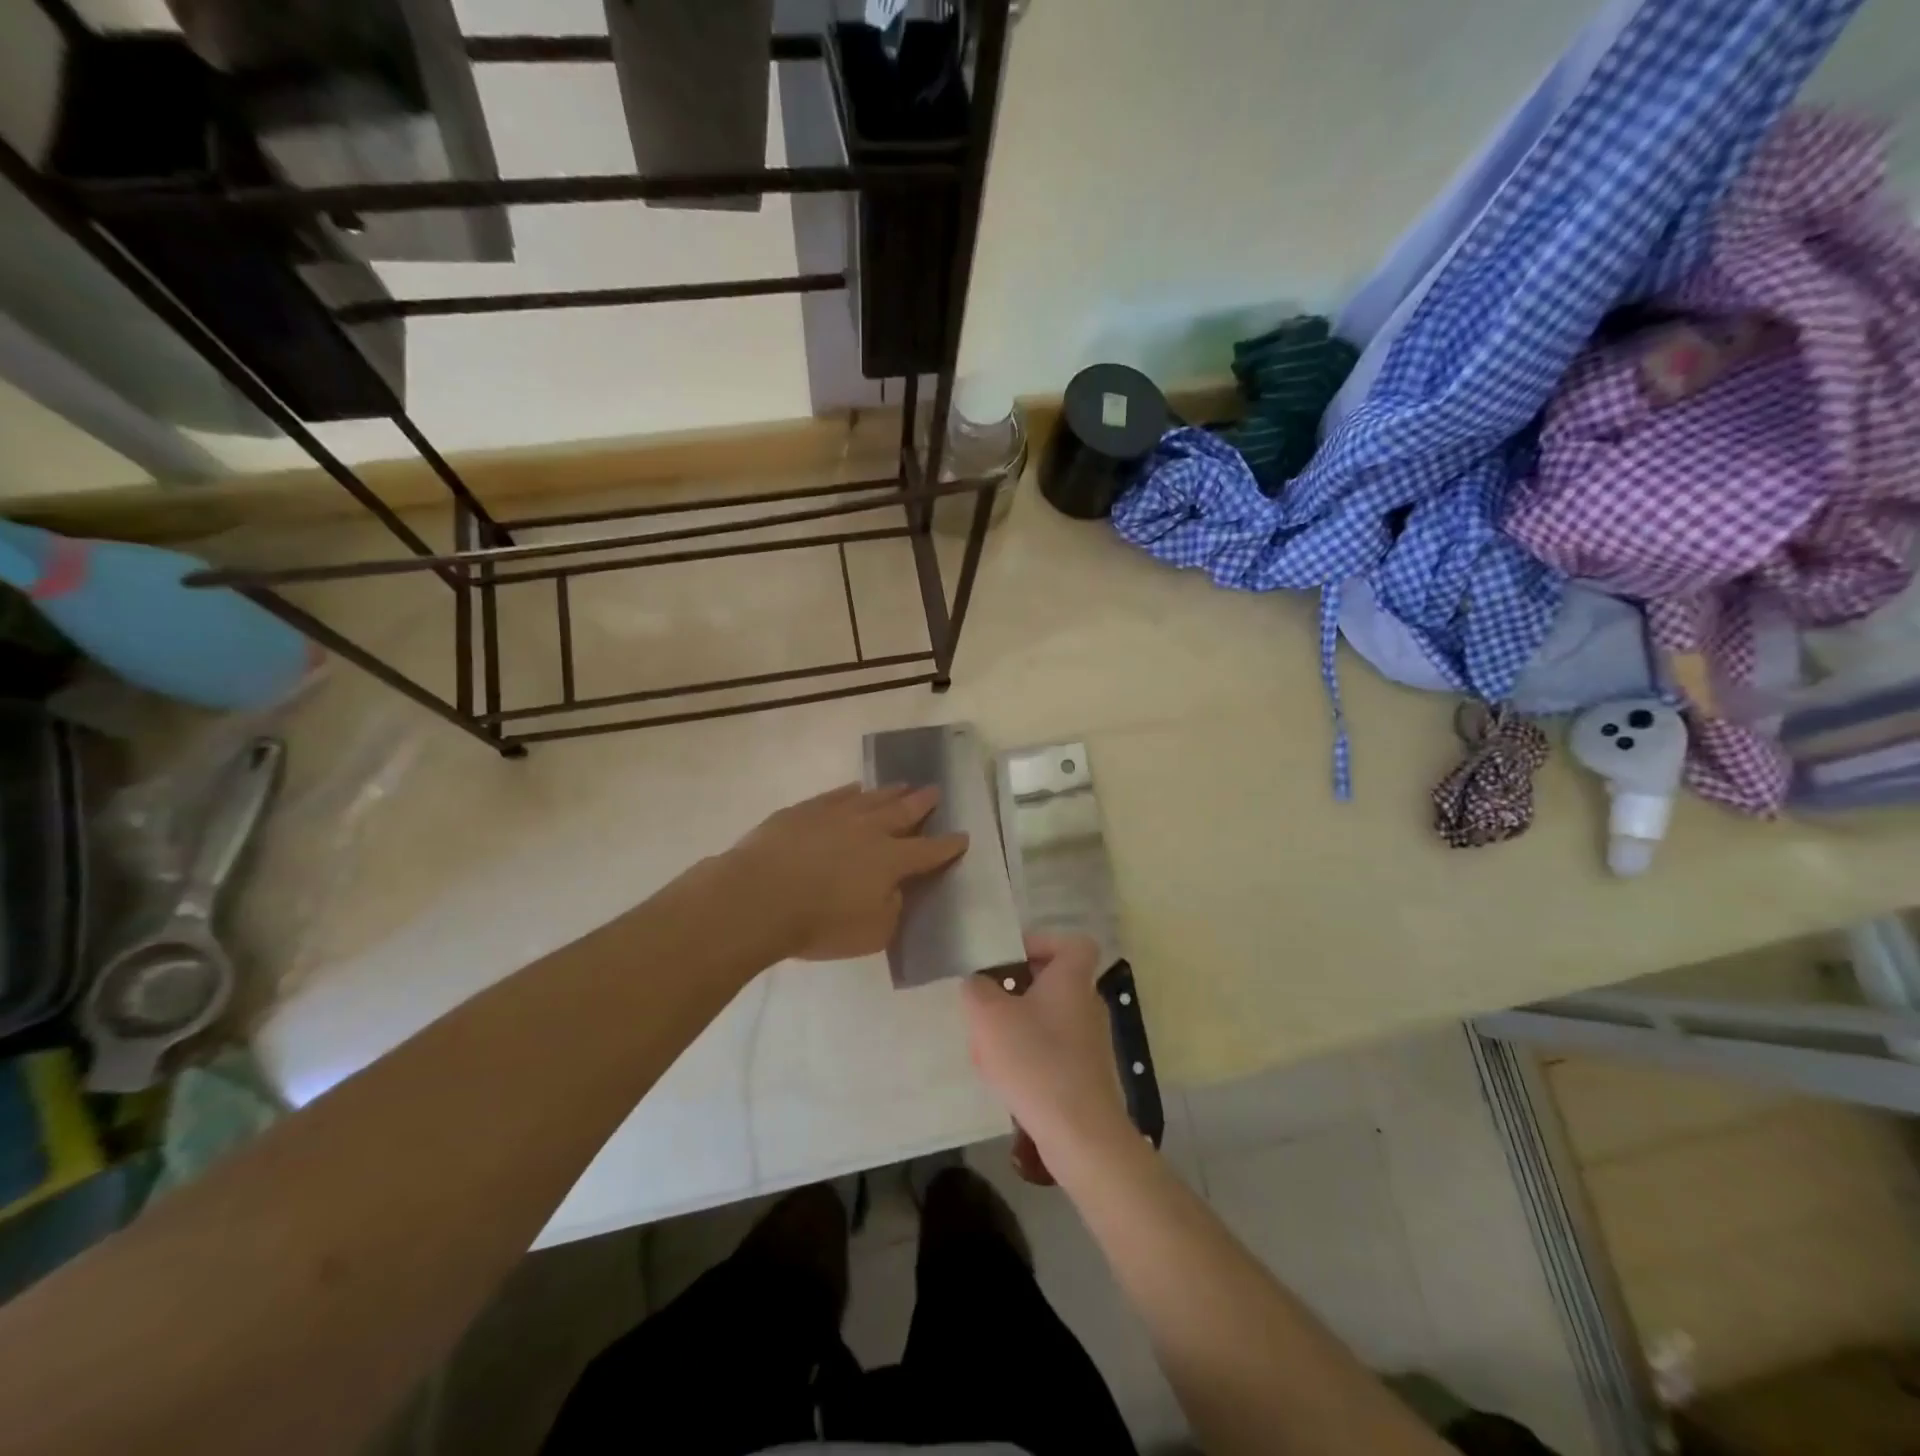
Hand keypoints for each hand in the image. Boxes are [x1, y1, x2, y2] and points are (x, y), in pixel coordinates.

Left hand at [724, 783, 967, 960]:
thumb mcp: (871, 934)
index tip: (963, 836)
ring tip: (903, 785)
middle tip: (936, 791)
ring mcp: (835, 815)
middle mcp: (869, 830)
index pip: (929, 851)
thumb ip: (891, 910)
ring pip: (871, 798)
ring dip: (890, 792)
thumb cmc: (819, 924)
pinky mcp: (804, 811)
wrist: (758, 897)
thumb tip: (894, 892)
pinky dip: (850, 792)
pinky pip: (836, 795)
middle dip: (923, 803)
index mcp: (891, 860)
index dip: (948, 845)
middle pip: (903, 812)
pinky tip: (855, 789)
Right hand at [963, 933, 1132, 1170]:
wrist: (1080, 1133)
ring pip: (1048, 1018)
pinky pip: (1053, 1050)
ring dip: (1017, 1024)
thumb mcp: (989, 1016)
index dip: (1043, 943)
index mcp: (1072, 979)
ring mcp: (1090, 1041)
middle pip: (1054, 981)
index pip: (1072, 943)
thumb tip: (978, 983)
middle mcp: (1087, 1004)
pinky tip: (1004, 1076)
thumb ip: (976, 989)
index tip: (1010, 958)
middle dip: (1017, 989)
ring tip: (986, 1043)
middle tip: (987, 1002)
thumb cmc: (1035, 1060)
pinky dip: (1029, 1055)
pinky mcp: (1086, 1074)